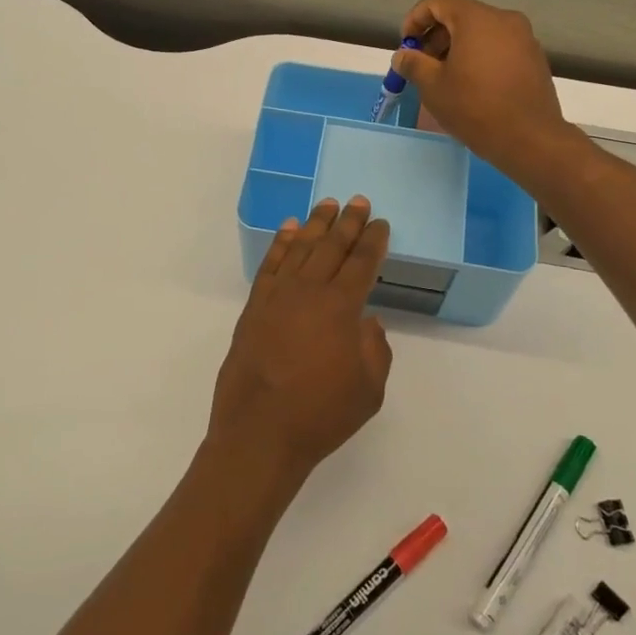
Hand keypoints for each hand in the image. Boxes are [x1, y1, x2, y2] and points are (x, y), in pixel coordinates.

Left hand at [209, 197, 392, 483]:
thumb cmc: (321, 415)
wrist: (259, 432)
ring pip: (300, 248)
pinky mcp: (254, 307)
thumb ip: (375, 349)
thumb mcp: (369, 390)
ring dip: (316, 224)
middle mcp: (308, 292)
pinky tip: (289, 230)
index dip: (373, 241)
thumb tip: (367, 323)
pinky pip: (270, 265)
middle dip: (348, 222)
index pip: (362, 263)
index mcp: (341, 308)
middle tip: (359, 201)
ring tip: (327, 204)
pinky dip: (280, 244)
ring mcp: (277, 297)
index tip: (381, 223)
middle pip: (332, 247)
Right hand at [392, 0, 574, 182]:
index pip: (439, 0)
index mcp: (477, 19)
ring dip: (457, 47)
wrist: (531, 139)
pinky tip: (472, 85)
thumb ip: (413, 64)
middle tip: (422, 65)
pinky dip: (479, 56)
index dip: (416, 18)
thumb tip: (403, 55)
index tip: (407, 45)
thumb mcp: (433, 87)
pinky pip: (499, 46)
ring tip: (445, 78)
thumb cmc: (475, 108)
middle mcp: (504, 20)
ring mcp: (524, 38)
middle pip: (461, 14)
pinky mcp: (534, 58)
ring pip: (481, 31)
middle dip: (435, 35)